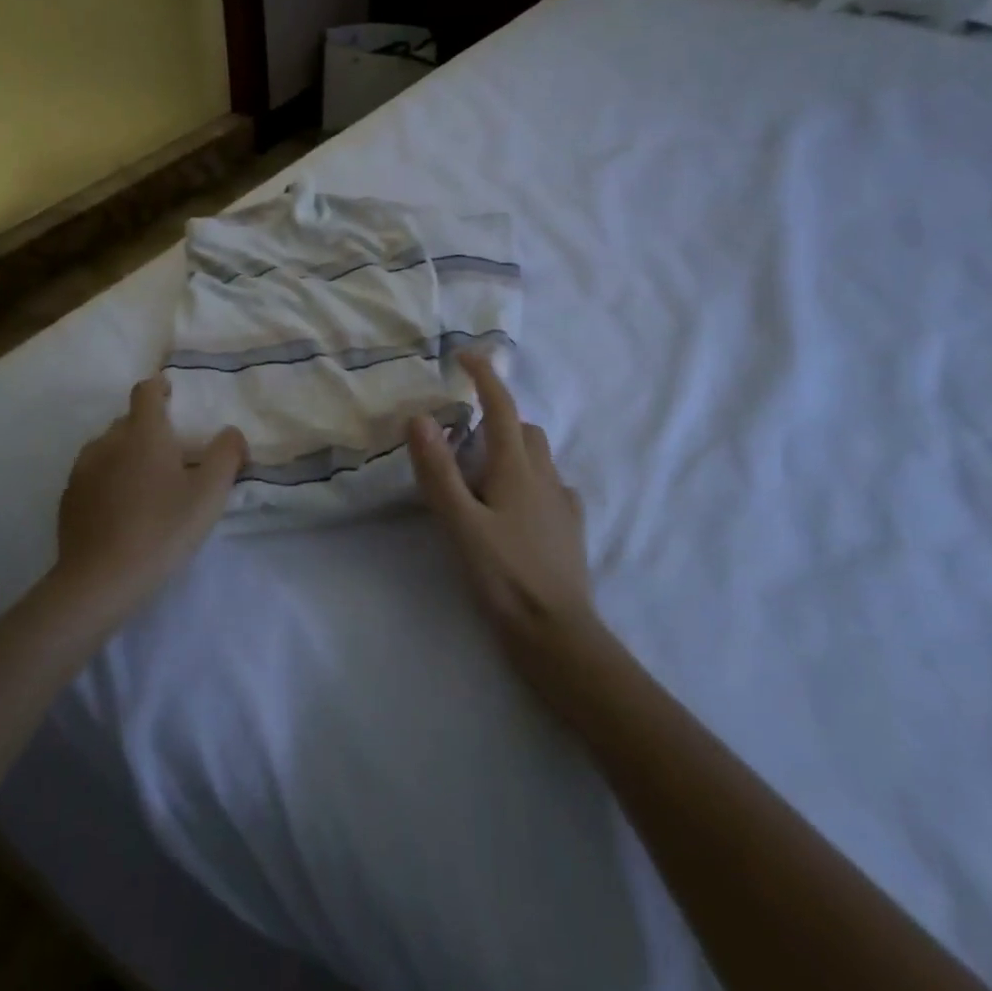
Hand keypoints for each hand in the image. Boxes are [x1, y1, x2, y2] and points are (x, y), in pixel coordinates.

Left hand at [53, 376, 246, 617]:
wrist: (99, 580)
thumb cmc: (161, 530)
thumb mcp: (209, 494)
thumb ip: (226, 454)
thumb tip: (231, 433)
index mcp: (143, 432)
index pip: (146, 390)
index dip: (160, 388)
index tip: (172, 396)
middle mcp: (108, 441)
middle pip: (129, 421)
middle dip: (150, 429)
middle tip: (173, 457)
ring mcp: (83, 469)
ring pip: (109, 448)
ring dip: (128, 455)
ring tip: (147, 486)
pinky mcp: (68, 498)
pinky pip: (93, 475)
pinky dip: (109, 480)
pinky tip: (122, 510)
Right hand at [408, 352, 592, 649]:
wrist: (559, 635)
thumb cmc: (505, 578)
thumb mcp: (461, 525)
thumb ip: (439, 472)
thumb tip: (421, 418)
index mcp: (517, 469)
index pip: (502, 408)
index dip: (485, 377)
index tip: (466, 355)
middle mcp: (545, 477)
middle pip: (524, 429)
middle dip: (497, 418)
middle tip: (462, 435)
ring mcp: (563, 504)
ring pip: (539, 457)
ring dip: (513, 448)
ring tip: (483, 471)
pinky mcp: (570, 529)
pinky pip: (551, 487)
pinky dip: (530, 480)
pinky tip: (515, 507)